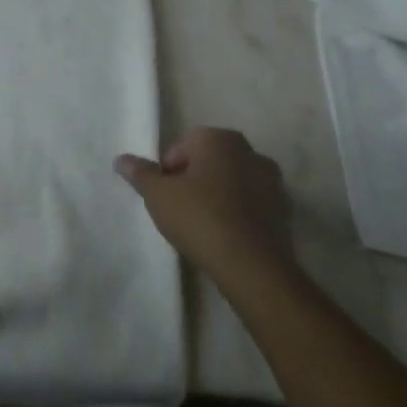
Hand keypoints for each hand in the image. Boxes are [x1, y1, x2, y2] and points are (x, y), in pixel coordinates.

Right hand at [115, 127, 292, 278]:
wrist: (253, 267)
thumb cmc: (200, 218)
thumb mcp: (158, 195)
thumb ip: (140, 173)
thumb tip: (121, 159)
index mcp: (220, 139)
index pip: (182, 146)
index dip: (168, 171)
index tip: (164, 196)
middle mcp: (251, 152)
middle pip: (209, 162)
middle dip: (193, 180)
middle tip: (179, 209)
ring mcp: (273, 182)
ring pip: (232, 182)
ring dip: (217, 196)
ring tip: (202, 225)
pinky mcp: (285, 211)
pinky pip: (251, 205)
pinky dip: (237, 214)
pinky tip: (225, 236)